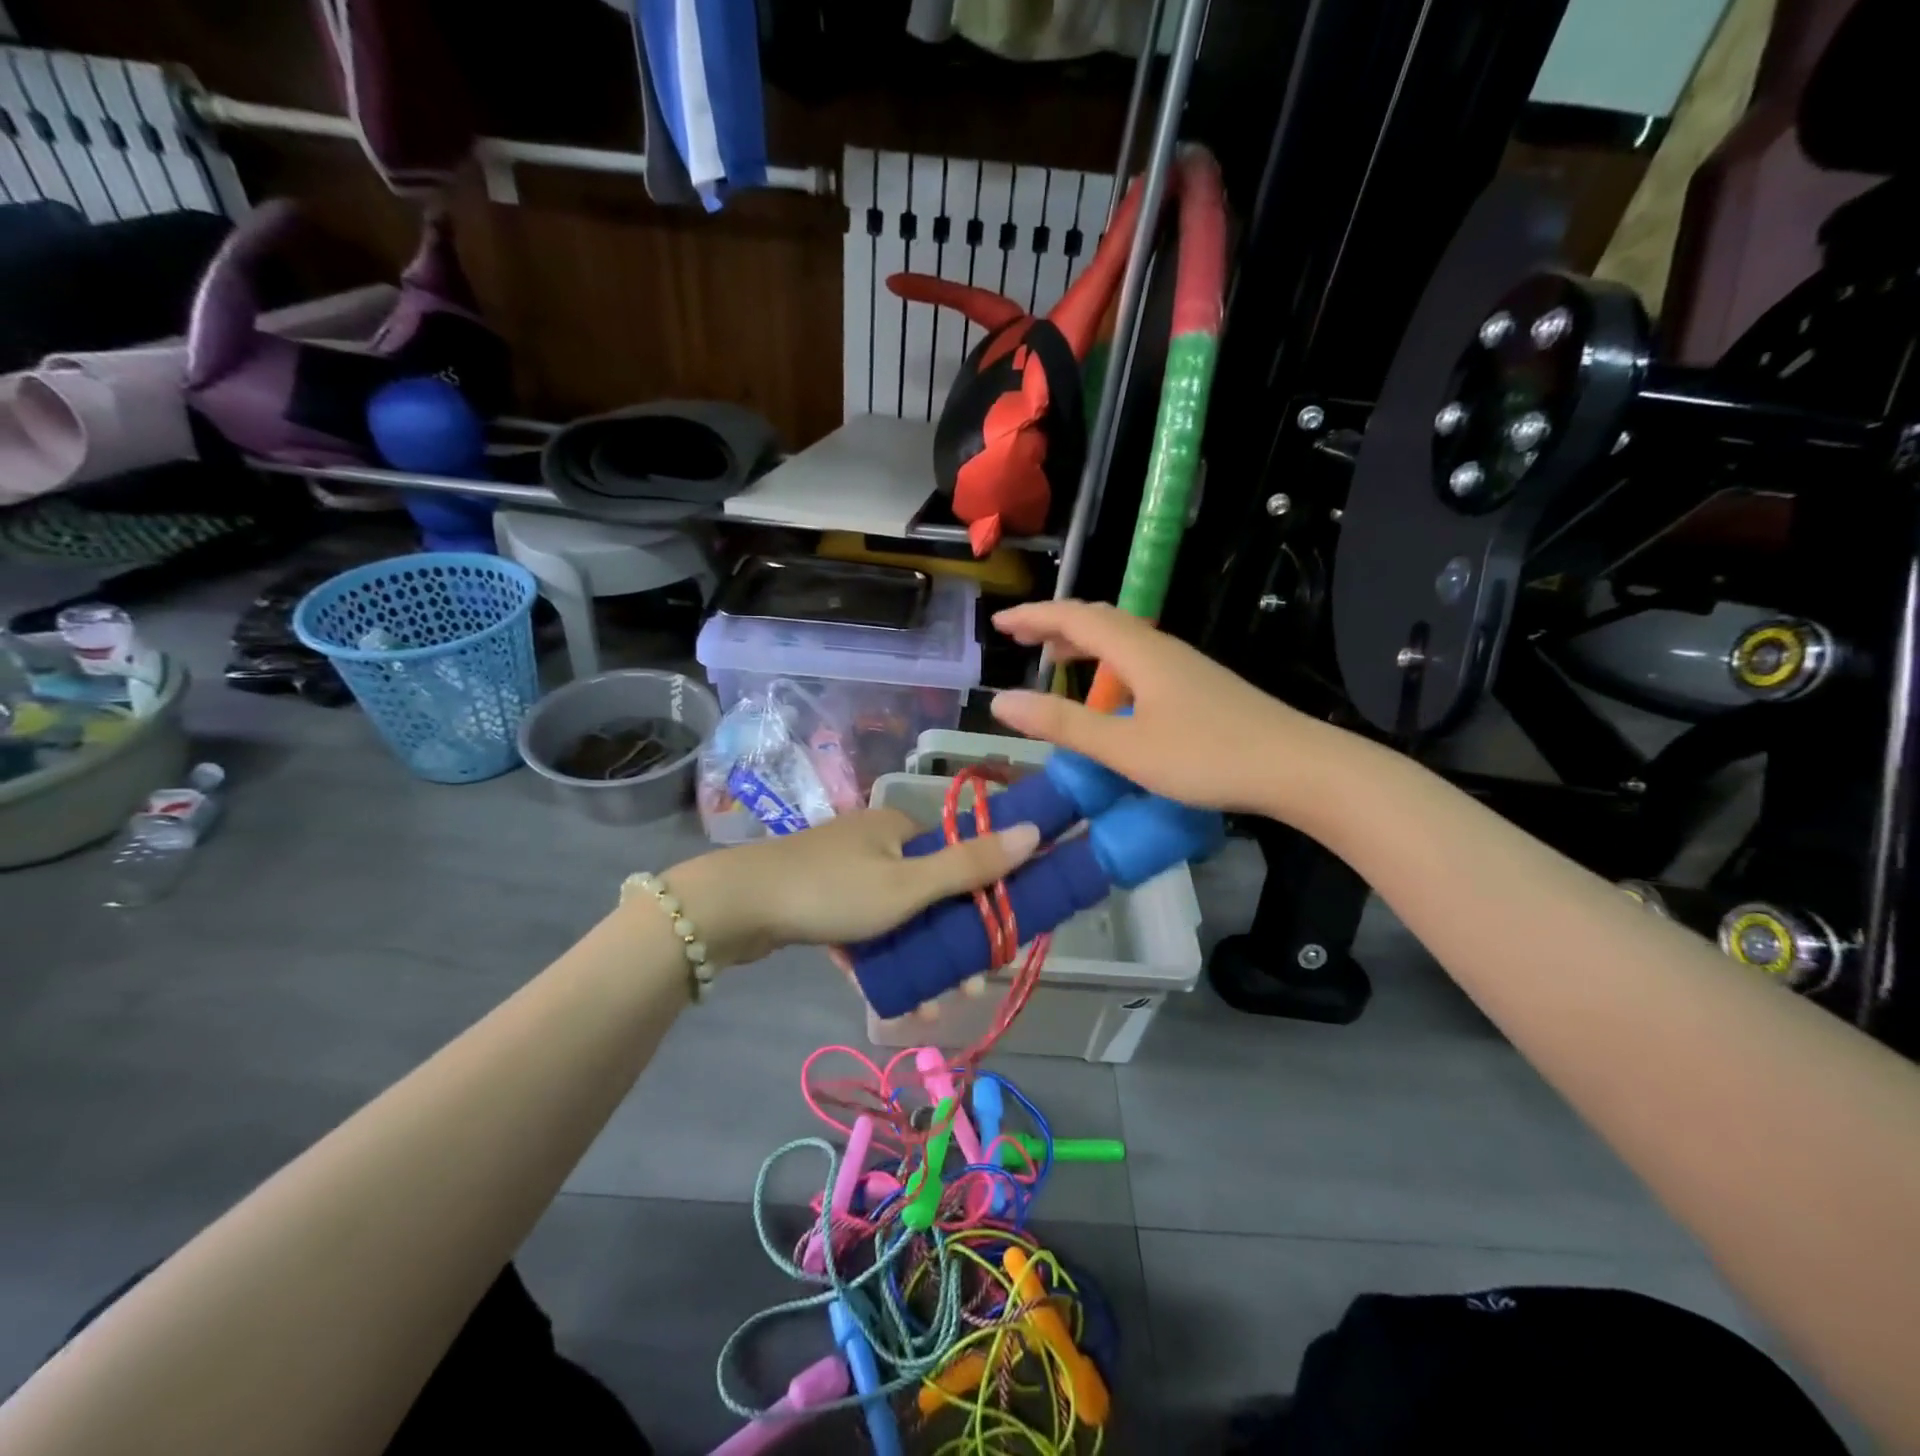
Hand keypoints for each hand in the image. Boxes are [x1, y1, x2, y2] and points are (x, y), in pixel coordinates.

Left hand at [662, 809, 1040, 970]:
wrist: (736, 906)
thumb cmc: (833, 891)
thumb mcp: (909, 885)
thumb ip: (971, 865)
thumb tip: (1036, 832)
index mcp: (900, 827)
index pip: (959, 859)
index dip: (985, 900)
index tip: (998, 945)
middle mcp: (876, 841)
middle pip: (930, 894)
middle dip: (952, 945)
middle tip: (966, 990)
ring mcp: (844, 870)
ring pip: (897, 918)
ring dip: (919, 961)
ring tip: (931, 1010)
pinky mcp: (819, 899)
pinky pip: (863, 929)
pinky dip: (879, 959)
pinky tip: (889, 998)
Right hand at [989, 600, 1342, 819]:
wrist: (1297, 767)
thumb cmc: (1206, 756)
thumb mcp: (1125, 747)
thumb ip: (1063, 724)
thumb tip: (1001, 701)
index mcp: (1139, 651)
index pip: (1075, 617)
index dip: (1034, 616)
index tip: (999, 623)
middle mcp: (1160, 647)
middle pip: (1100, 619)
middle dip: (1056, 623)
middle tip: (1021, 638)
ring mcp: (1184, 665)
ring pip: (1123, 638)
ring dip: (1083, 641)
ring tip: (1055, 658)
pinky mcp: (1199, 685)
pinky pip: (1139, 658)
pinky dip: (1108, 662)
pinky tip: (1110, 692)